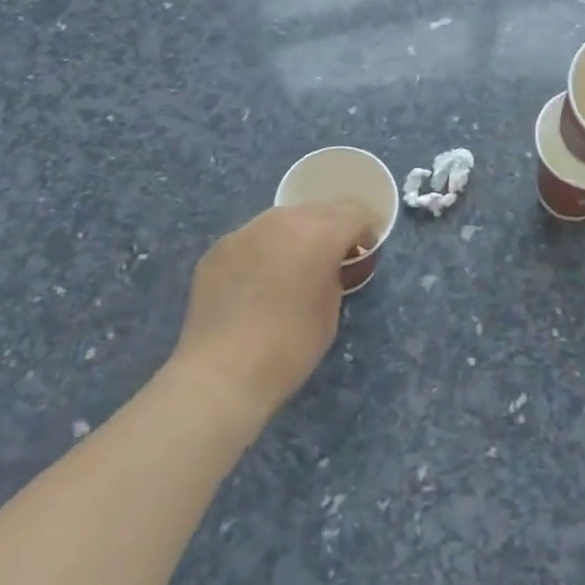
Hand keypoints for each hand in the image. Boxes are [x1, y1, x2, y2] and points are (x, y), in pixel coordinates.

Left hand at [167, 203, 374, 429]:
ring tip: (293, 265)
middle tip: (332, 255)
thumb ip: (334, 275)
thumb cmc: (289, 347)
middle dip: (330, 227)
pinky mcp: (219, 248)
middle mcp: (284, 220)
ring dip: (295, 235)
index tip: (366, 248)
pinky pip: (252, 240)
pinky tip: (257, 281)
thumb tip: (327, 266)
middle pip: (318, 210)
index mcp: (320, 232)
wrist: (221, 374)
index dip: (365, 230)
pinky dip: (263, 251)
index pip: (354, 215)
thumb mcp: (330, 311)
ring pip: (282, 220)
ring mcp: (247, 230)